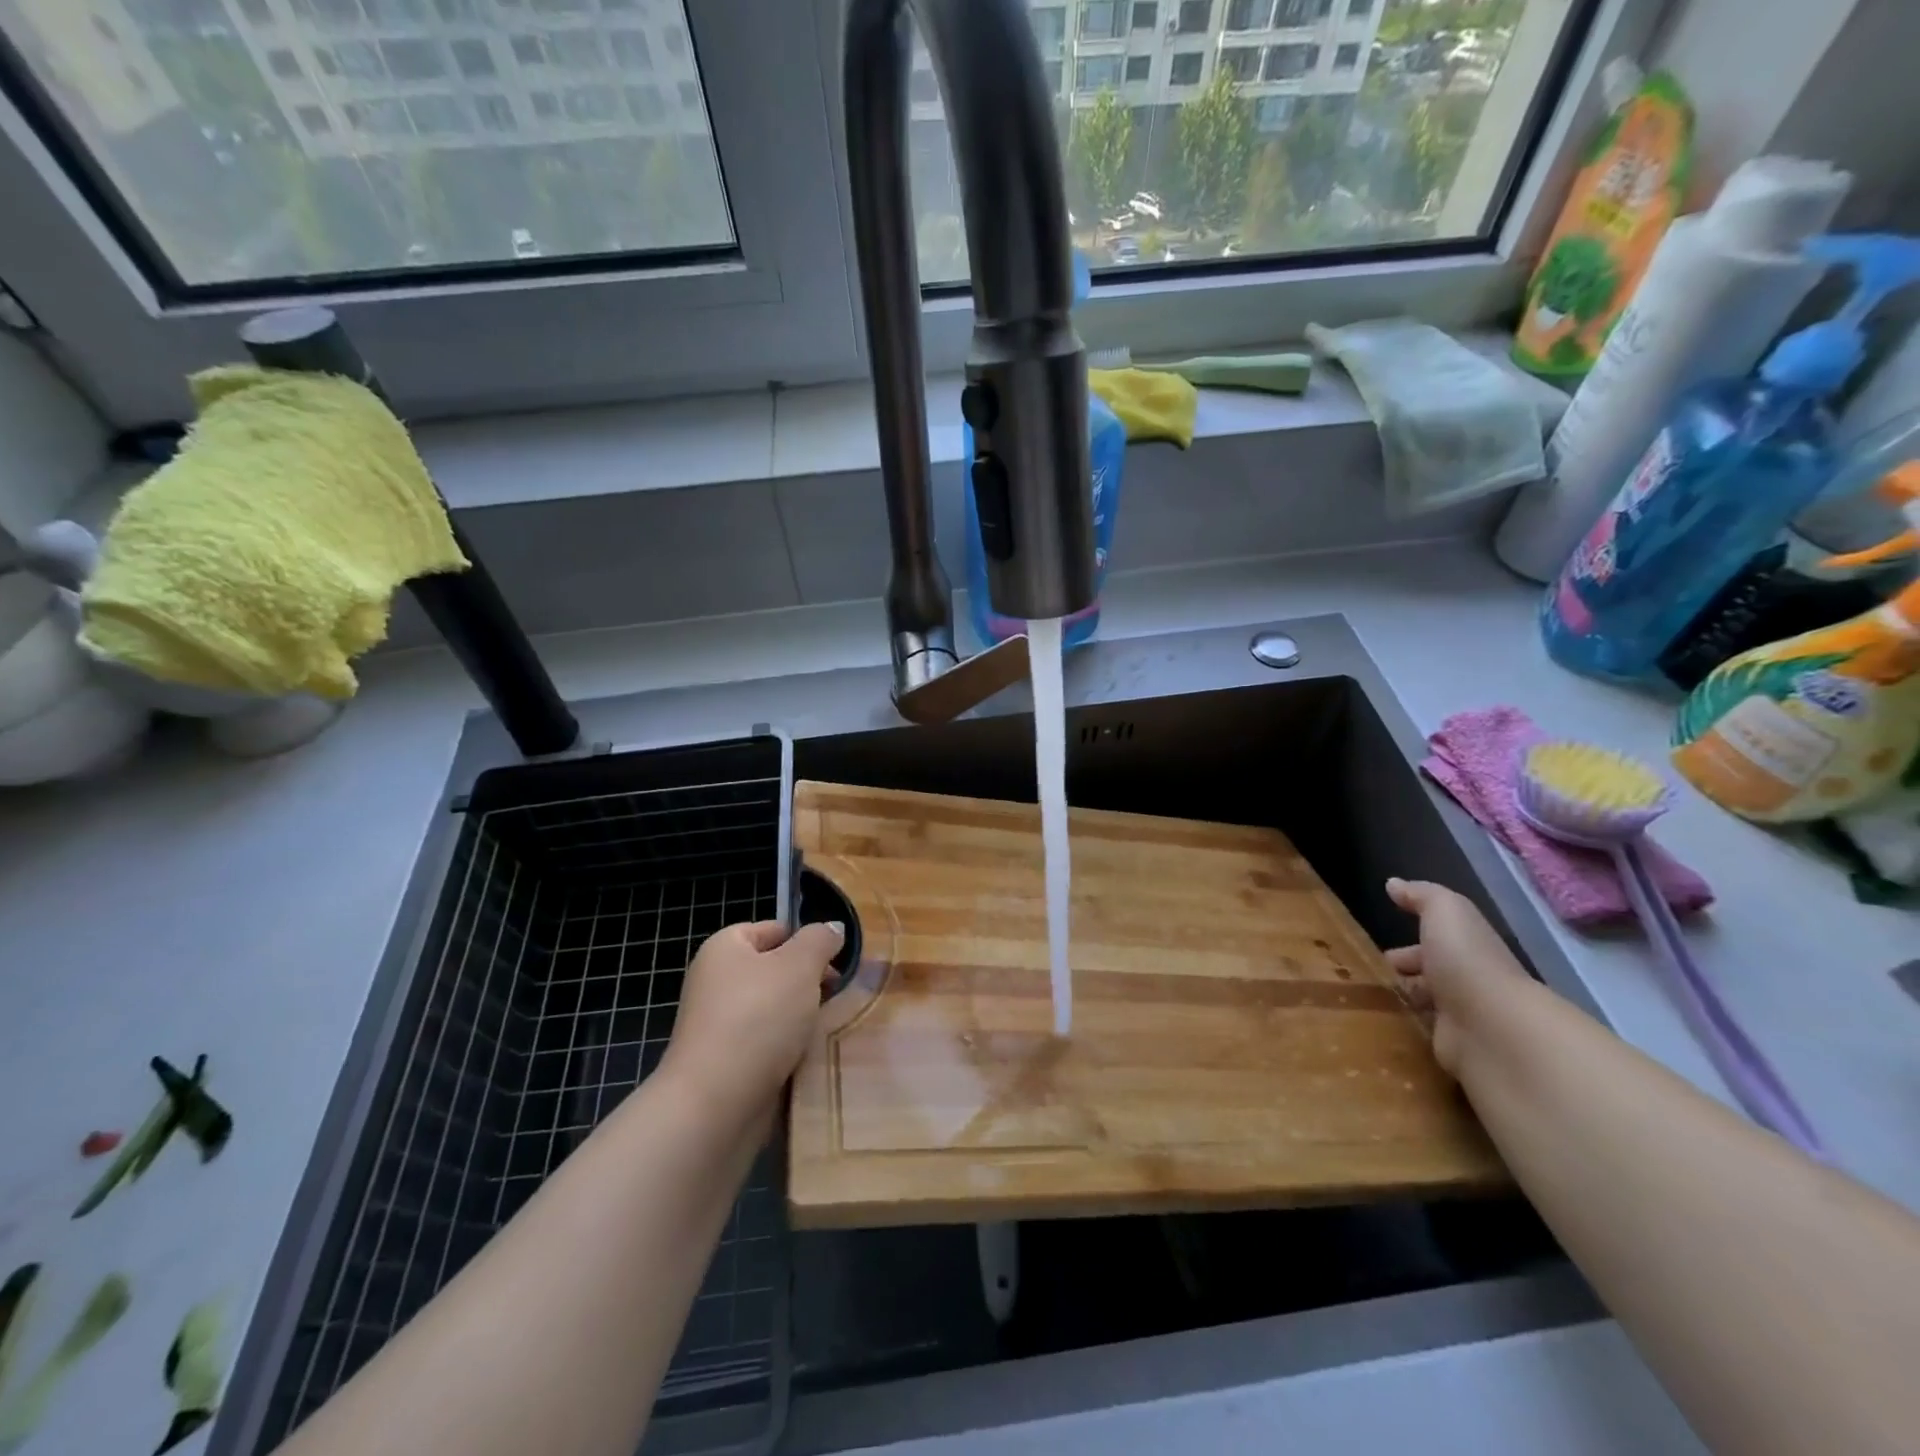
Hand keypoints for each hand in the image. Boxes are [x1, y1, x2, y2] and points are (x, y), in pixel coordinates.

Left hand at [660, 920, 843, 1118]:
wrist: (715, 1103)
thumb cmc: (758, 1018)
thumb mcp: (800, 965)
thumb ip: (820, 940)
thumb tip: (832, 928)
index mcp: (724, 948)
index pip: (773, 930)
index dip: (807, 941)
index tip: (836, 963)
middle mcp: (716, 981)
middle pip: (776, 971)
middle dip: (809, 983)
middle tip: (837, 996)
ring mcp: (719, 1025)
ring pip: (776, 1011)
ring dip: (803, 1019)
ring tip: (827, 1028)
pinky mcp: (726, 1063)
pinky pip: (768, 1045)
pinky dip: (789, 1049)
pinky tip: (809, 1057)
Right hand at [1384, 878, 1531, 1076]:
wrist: (1491, 1026)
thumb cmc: (1466, 960)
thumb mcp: (1445, 911)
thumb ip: (1421, 895)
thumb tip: (1394, 884)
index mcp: (1467, 951)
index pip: (1434, 948)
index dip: (1407, 949)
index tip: (1377, 954)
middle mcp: (1466, 984)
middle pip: (1429, 978)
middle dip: (1401, 977)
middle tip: (1365, 979)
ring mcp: (1461, 1020)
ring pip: (1423, 1007)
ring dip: (1400, 1003)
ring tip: (1363, 1002)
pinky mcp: (1452, 1051)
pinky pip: (1422, 1035)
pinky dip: (1404, 1030)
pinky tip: (1378, 1026)